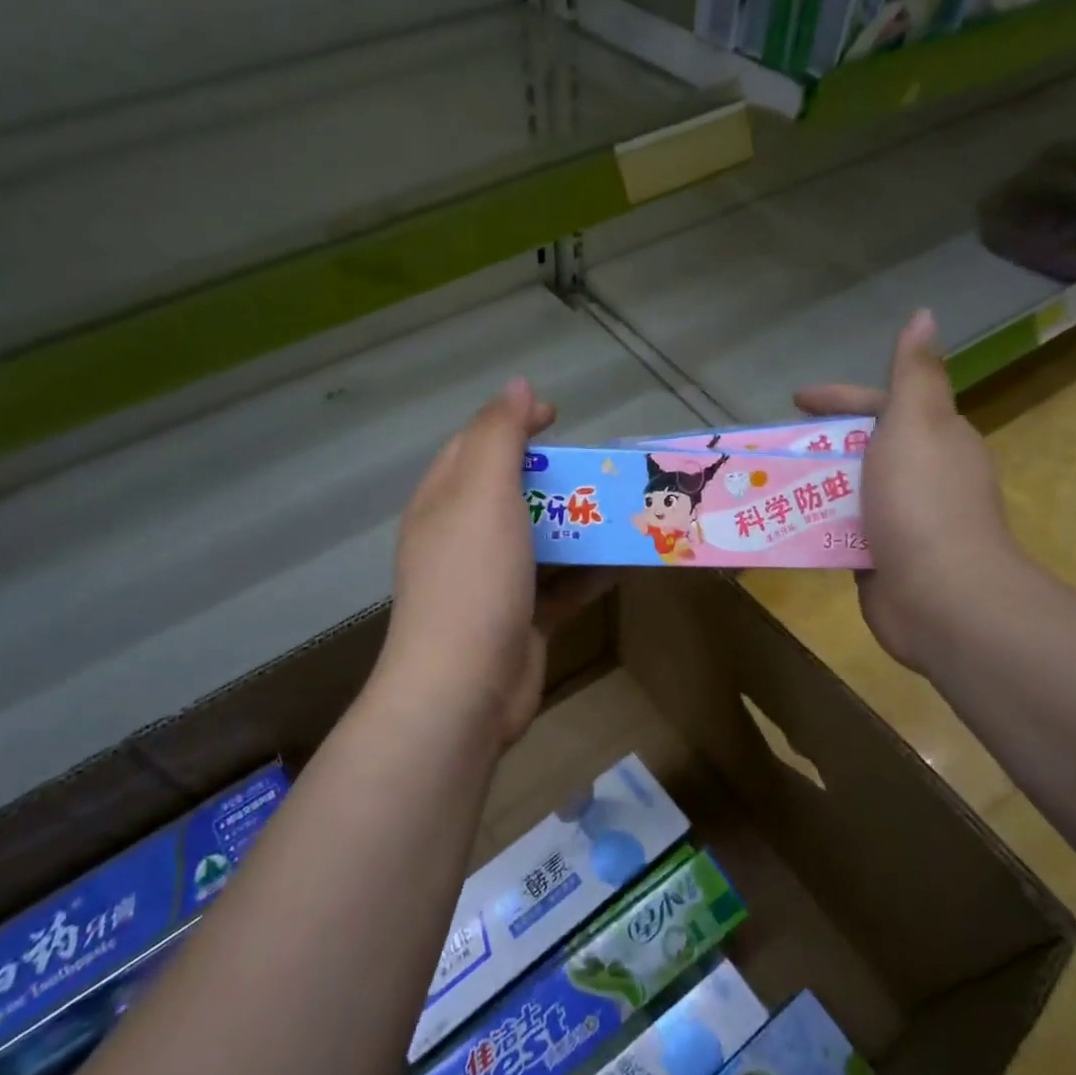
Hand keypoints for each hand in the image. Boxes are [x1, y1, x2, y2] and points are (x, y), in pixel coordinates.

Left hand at [378, 378, 611, 748]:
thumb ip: (499, 435)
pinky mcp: (522, 619)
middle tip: (605, 469)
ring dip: (583, 524)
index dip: (514, 422)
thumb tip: (517, 385)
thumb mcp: (482, 492)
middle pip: (515, 492)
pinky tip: (629, 561)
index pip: (477, 444)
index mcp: (445, 501)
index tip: (560, 418)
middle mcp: (464, 537)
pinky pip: (562, 585)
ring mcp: (493, 582)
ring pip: (543, 540)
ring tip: (630, 509)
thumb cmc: (473, 578)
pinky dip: (591, 571)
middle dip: (560, 477)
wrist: (465, 689)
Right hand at [795, 310, 1019, 670]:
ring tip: (762, 484)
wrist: (943, 597)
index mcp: (935, 438)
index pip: (880, 405)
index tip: (794, 400)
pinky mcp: (881, 558)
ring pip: (846, 491)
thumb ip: (915, 373)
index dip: (838, 398)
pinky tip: (780, 524)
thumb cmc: (922, 501)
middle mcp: (922, 475)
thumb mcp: (916, 424)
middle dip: (816, 445)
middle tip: (769, 448)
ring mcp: (902, 519)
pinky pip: (839, 531)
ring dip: (808, 486)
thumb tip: (926, 314)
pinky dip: (812, 524)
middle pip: (859, 449)